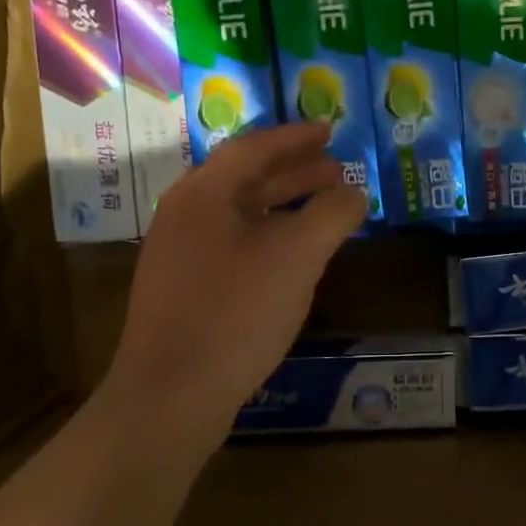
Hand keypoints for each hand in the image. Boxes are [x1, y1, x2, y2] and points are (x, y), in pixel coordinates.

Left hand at [104, 122, 367, 442]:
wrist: (171, 395)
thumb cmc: (235, 313)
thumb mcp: (296, 256)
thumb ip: (331, 214)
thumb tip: (354, 192)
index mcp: (204, 194)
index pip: (253, 148)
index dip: (296, 136)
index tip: (330, 129)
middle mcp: (185, 215)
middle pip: (245, 178)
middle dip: (294, 171)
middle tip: (336, 169)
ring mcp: (180, 255)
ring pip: (241, 215)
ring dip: (284, 206)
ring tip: (325, 209)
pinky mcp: (185, 290)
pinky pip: (234, 245)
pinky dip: (270, 238)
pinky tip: (295, 258)